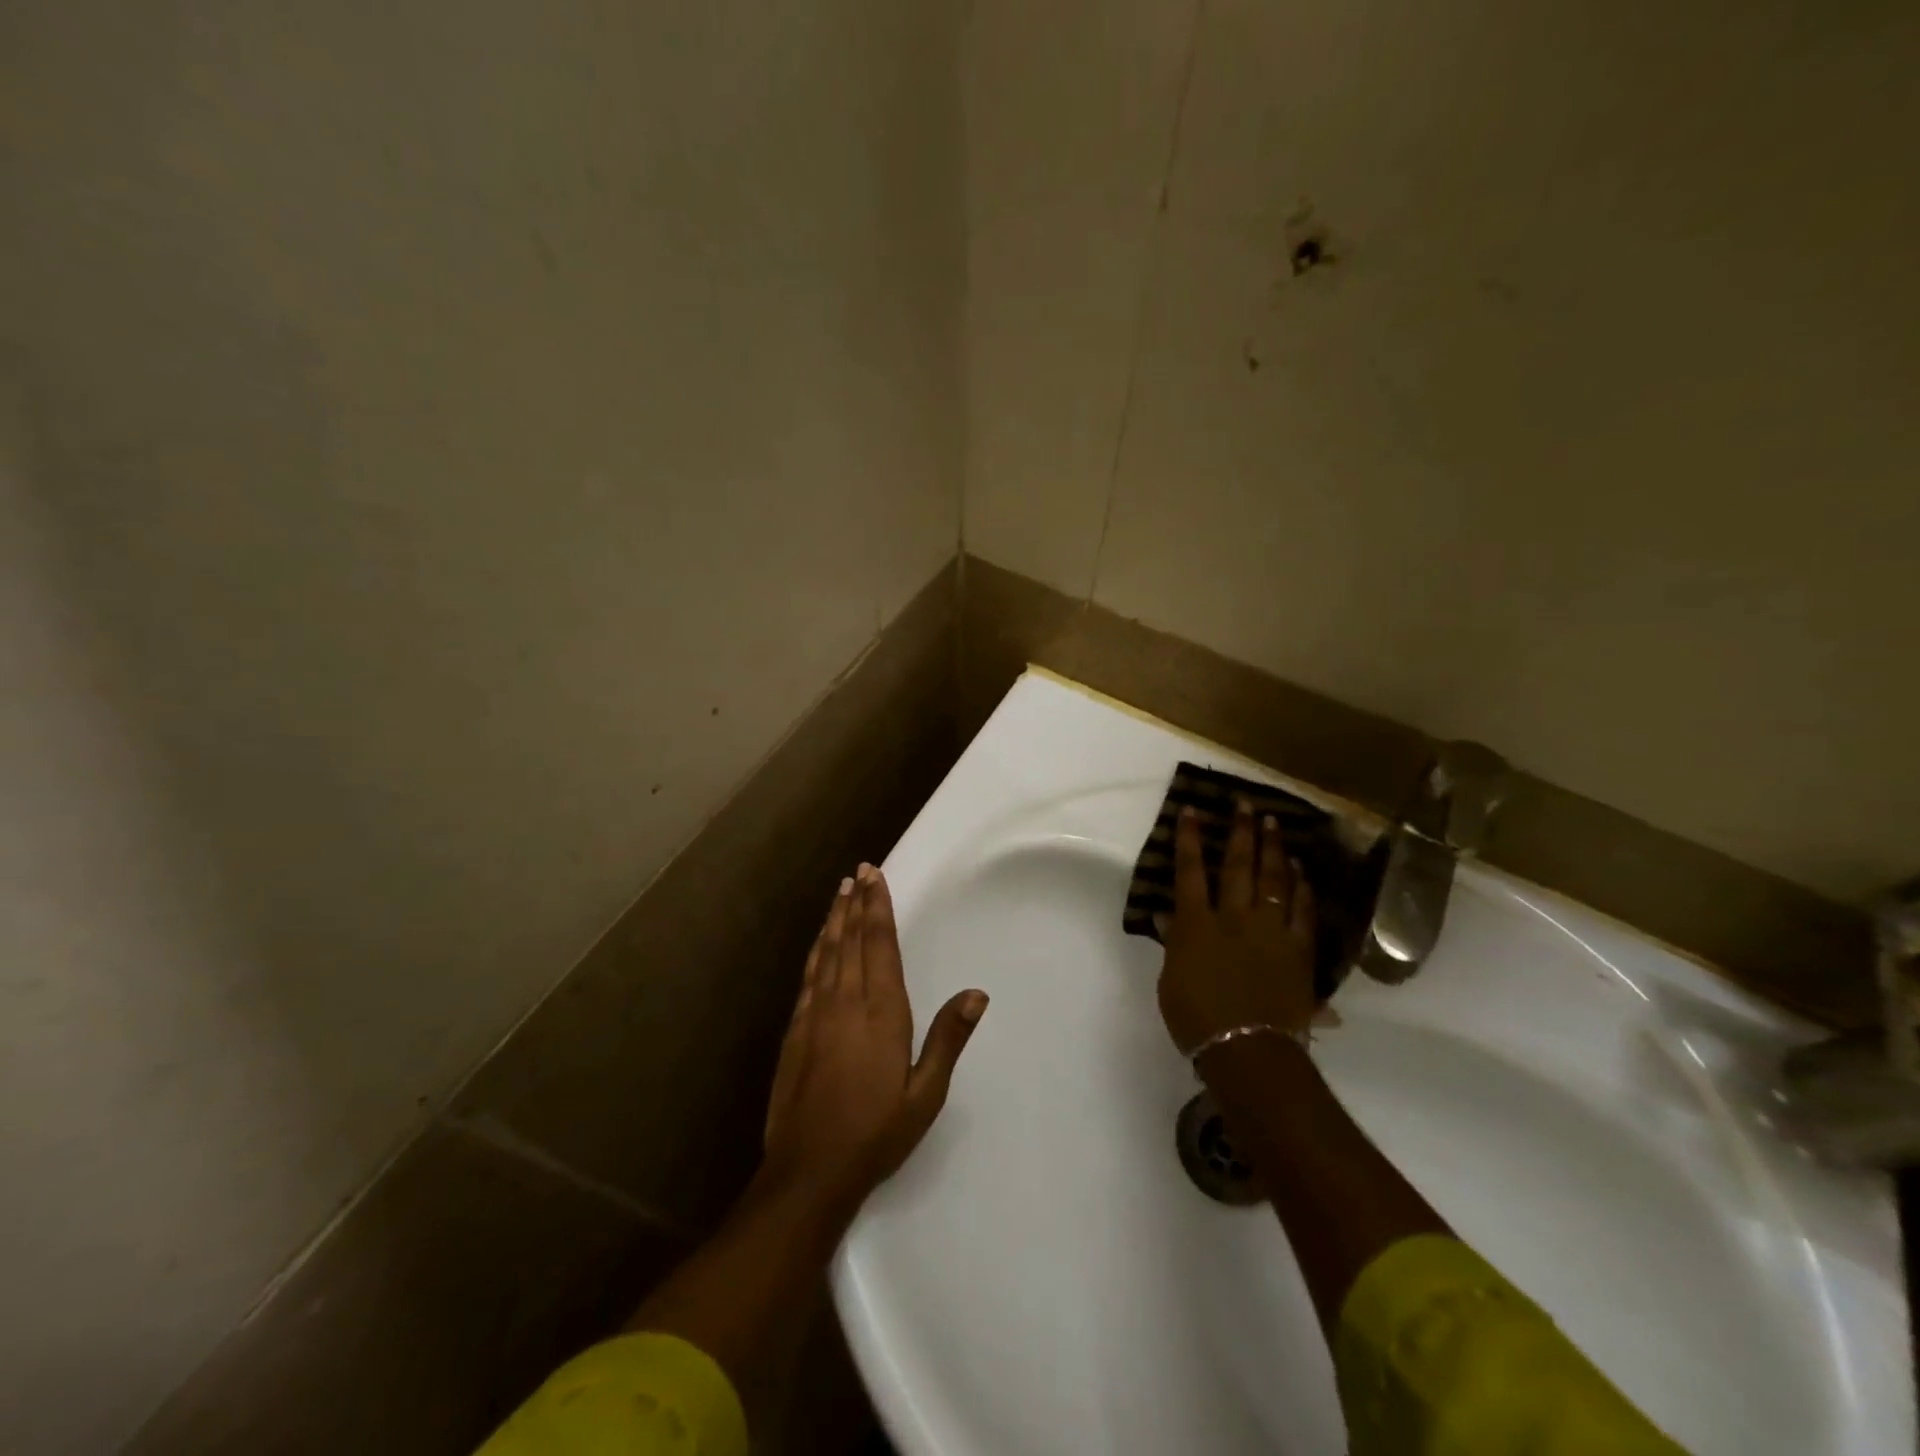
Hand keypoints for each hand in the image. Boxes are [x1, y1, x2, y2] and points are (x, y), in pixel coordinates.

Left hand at [762, 863, 987, 1214]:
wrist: (810, 1170)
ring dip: (834, 920)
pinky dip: (815, 951)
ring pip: (826, 953)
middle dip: (856, 903)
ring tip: (840, 892)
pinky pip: (808, 977)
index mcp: (881, 1012)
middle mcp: (846, 1002)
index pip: (879, 945)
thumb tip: (977, 994)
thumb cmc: (877, 1132)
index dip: (877, 908)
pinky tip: (819, 942)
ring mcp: (815, 1014)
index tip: (874, 876)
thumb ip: (948, 1039)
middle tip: (858, 871)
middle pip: (851, 940)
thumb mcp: (925, 1093)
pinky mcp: (795, 1031)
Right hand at [1158, 799, 1316, 1057]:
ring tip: (1274, 822)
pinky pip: (1302, 910)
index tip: (1192, 810)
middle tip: (1244, 803)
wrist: (1248, 1051)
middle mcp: (1234, 918)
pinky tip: (1301, 870)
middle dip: (1240, 832)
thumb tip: (1165, 914)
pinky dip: (1301, 887)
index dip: (1190, 840)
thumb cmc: (1197, 1018)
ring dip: (1273, 849)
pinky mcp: (1298, 949)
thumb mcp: (1172, 979)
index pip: (1190, 872)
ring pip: (1273, 880)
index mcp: (1197, 925)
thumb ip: (1173, 942)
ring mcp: (1270, 931)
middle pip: (1238, 867)